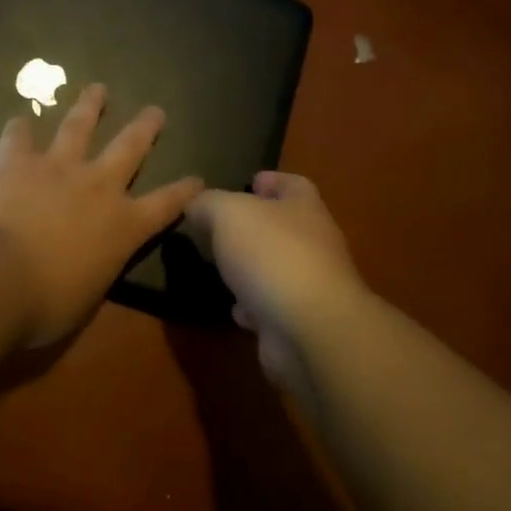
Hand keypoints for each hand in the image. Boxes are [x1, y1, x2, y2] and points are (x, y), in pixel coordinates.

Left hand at [0, 84, 202, 346]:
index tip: (198, 179)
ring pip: (79, 126)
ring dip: (90, 106)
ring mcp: (57, 167)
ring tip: (98, 88)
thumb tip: (86, 267)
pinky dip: (19, 127)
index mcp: (123, 226)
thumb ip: (94, 271)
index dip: (184, 192)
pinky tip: (19, 119)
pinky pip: (19, 136)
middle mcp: (98, 186)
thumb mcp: (85, 297)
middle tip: (155, 110)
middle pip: (130, 148)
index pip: (166, 205)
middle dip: (145, 128)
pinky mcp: (16, 161)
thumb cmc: (45, 303)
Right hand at [184, 172, 366, 395]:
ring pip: (276, 268)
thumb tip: (196, 206)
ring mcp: (310, 285)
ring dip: (252, 269)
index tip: (250, 182)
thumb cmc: (272, 255)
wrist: (309, 329)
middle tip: (219, 228)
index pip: (293, 184)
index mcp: (304, 208)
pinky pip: (271, 307)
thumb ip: (208, 204)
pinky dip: (253, 307)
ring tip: (221, 268)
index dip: (272, 180)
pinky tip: (235, 309)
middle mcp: (314, 243)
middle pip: (284, 227)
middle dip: (254, 227)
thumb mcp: (228, 213)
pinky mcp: (299, 322)